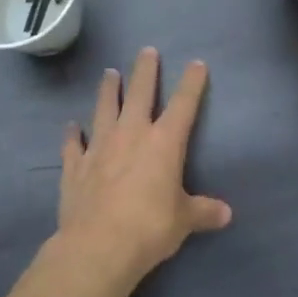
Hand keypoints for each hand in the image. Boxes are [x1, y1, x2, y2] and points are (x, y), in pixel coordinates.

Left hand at [56, 48, 230, 282]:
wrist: (98, 245)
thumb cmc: (149, 228)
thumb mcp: (184, 220)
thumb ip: (203, 212)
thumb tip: (226, 213)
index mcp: (164, 143)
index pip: (183, 105)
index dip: (191, 83)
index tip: (196, 64)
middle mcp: (131, 134)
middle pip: (139, 93)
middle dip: (145, 71)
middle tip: (147, 51)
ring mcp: (99, 147)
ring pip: (104, 108)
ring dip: (107, 90)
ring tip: (109, 73)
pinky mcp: (75, 165)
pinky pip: (73, 144)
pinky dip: (72, 134)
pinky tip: (71, 126)